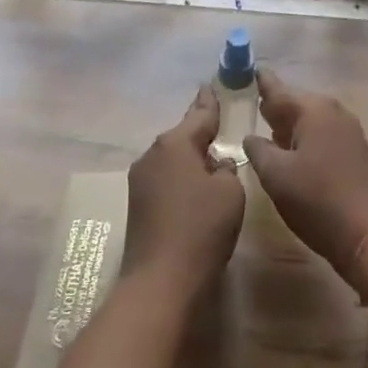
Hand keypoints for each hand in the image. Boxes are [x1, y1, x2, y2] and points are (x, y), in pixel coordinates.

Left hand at [120, 86, 244, 294]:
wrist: (160, 282)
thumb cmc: (201, 229)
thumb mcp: (230, 192)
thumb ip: (227, 169)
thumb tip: (216, 165)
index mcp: (175, 142)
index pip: (199, 113)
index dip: (209, 101)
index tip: (211, 85)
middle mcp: (153, 153)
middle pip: (182, 135)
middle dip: (200, 132)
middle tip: (218, 125)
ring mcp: (140, 179)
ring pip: (172, 158)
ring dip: (189, 158)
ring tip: (210, 161)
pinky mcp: (137, 204)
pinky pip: (165, 178)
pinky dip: (180, 178)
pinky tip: (193, 190)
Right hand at [242, 71, 367, 276]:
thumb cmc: (317, 201)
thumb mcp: (276, 176)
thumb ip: (258, 149)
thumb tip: (251, 137)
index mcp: (312, 109)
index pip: (278, 88)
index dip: (260, 81)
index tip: (245, 70)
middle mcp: (333, 111)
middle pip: (295, 101)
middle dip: (274, 106)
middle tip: (250, 104)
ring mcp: (348, 130)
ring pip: (310, 119)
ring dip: (289, 124)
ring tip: (267, 128)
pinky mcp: (356, 150)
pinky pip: (323, 133)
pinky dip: (305, 137)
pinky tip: (292, 151)